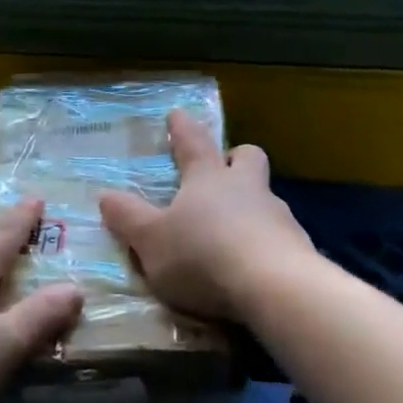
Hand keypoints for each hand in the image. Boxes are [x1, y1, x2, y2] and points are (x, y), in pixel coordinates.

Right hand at [98, 110, 314, 321]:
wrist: (274, 288)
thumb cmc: (203, 255)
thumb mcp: (151, 240)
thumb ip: (129, 217)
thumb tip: (105, 194)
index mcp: (208, 179)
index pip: (194, 143)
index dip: (183, 128)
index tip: (177, 115)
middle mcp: (246, 189)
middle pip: (247, 158)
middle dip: (234, 157)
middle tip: (223, 167)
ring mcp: (278, 217)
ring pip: (266, 197)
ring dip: (250, 205)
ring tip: (232, 231)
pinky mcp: (298, 249)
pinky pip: (278, 236)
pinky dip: (263, 243)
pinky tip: (253, 265)